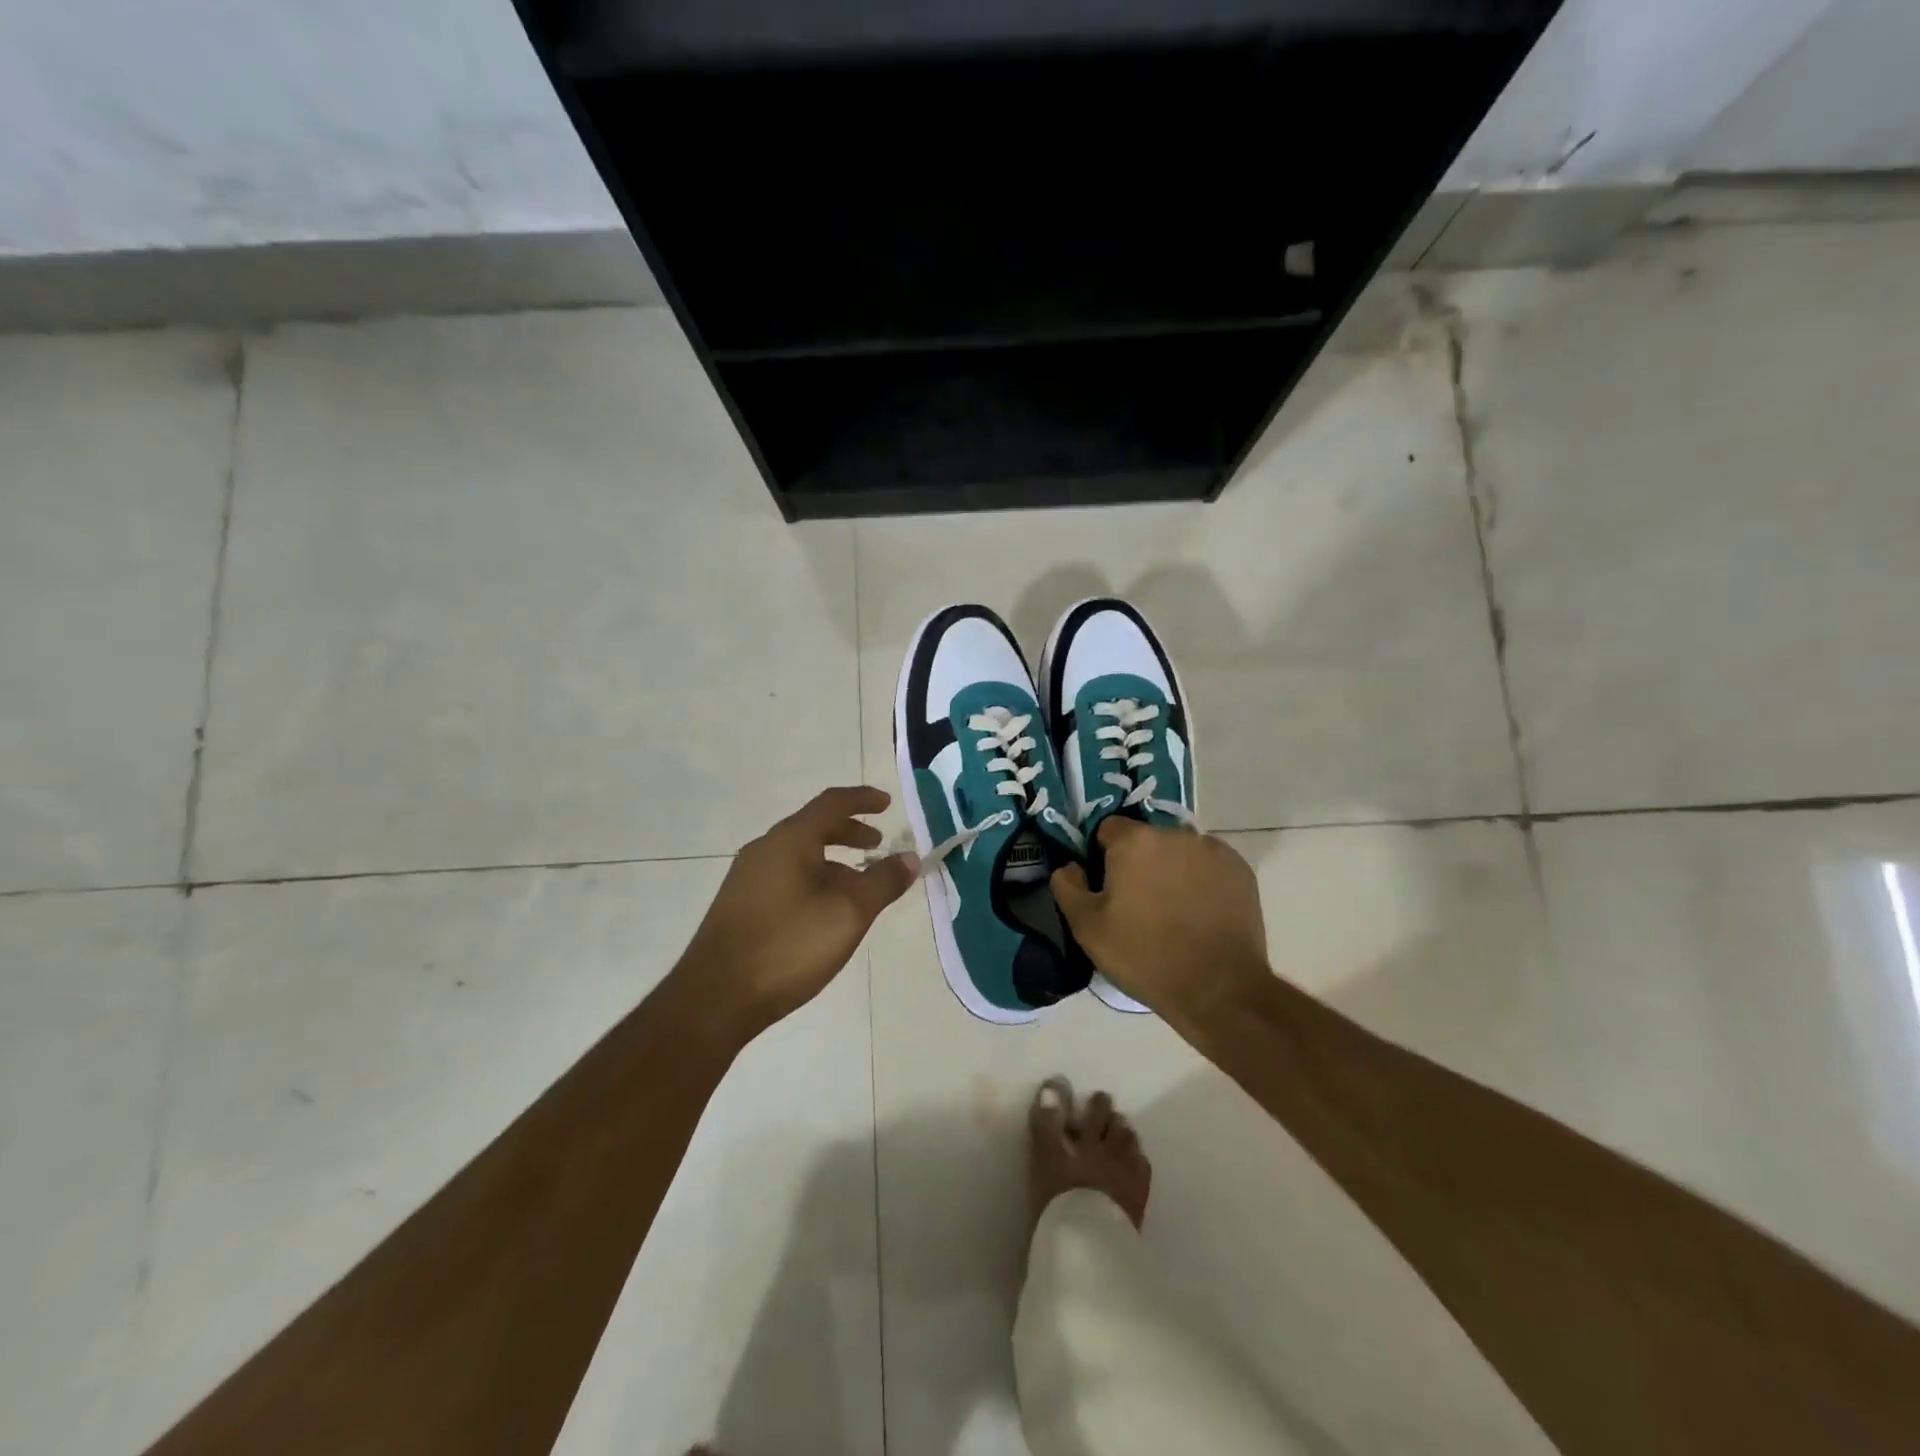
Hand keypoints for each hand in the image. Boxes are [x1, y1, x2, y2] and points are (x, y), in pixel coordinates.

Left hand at [677, 786, 917, 1037]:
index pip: (832, 803)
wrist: (715, 998)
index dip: (863, 799)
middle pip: (813, 827)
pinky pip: (785, 876)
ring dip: (833, 860)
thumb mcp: (849, 912)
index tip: (887, 803)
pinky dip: (813, 878)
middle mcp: (765, 849)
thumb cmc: (789, 945)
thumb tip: (909, 857)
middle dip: (849, 832)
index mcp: (790, 840)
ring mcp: (747, 877)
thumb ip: (883, 881)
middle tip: (877, 844)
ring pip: (799, 854)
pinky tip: (824, 911)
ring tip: (857, 883)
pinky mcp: (740, 905)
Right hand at [1050, 818, 1269, 1026]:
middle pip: (1147, 839)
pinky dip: (1201, 880)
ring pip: (1179, 851)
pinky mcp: (1240, 870)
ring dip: (1171, 869)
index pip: (1108, 829)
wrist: (1218, 989)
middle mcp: (1175, 833)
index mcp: (1135, 840)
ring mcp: (1213, 850)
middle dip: (1139, 862)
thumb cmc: (1144, 956)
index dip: (1102, 855)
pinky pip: (1209, 865)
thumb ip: (1068, 887)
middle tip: (1138, 903)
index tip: (1107, 886)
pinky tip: (1200, 913)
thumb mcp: (1087, 928)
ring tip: (1173, 911)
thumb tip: (1069, 867)